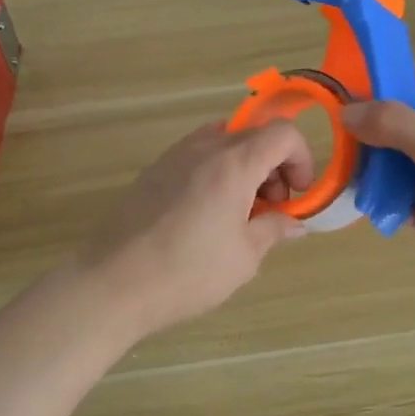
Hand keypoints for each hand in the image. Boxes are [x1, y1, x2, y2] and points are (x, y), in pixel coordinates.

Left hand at [76, 121, 310, 340]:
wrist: (113, 282)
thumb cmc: (188, 271)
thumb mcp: (244, 256)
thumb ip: (273, 229)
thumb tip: (294, 222)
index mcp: (233, 163)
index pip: (282, 133)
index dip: (301, 158)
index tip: (297, 195)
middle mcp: (203, 147)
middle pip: (253, 134)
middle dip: (274, 165)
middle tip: (271, 208)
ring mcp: (173, 156)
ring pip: (223, 142)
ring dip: (244, 167)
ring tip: (239, 212)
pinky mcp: (153, 171)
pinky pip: (196, 156)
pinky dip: (215, 171)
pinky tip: (207, 213)